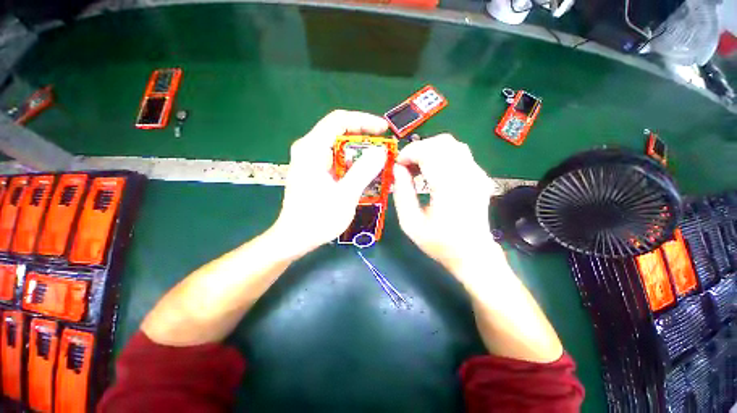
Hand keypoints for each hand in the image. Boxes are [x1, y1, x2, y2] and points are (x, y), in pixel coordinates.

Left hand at [270, 110, 388, 258]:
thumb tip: (381, 151)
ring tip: (380, 163)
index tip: (384, 129)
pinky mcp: (314, 171)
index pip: (339, 120)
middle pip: (340, 132)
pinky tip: (365, 174)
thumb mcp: (345, 195)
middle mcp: (308, 149)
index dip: (364, 121)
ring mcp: (310, 160)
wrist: (295, 238)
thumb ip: (364, 171)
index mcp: (312, 149)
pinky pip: (337, 160)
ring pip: (340, 147)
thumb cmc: (318, 219)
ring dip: (361, 153)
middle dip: (365, 138)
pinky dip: (353, 164)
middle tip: (385, 149)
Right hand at [392, 134, 499, 276]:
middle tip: (406, 166)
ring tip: (418, 168)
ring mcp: (477, 174)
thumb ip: (401, 193)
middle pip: (442, 143)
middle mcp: (467, 176)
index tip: (397, 165)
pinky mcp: (480, 176)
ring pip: (452, 144)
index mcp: (450, 188)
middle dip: (418, 149)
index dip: (409, 153)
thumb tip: (397, 169)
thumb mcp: (410, 223)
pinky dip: (441, 155)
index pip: (429, 152)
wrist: (472, 254)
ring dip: (430, 150)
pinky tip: (433, 172)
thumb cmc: (439, 243)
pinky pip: (459, 153)